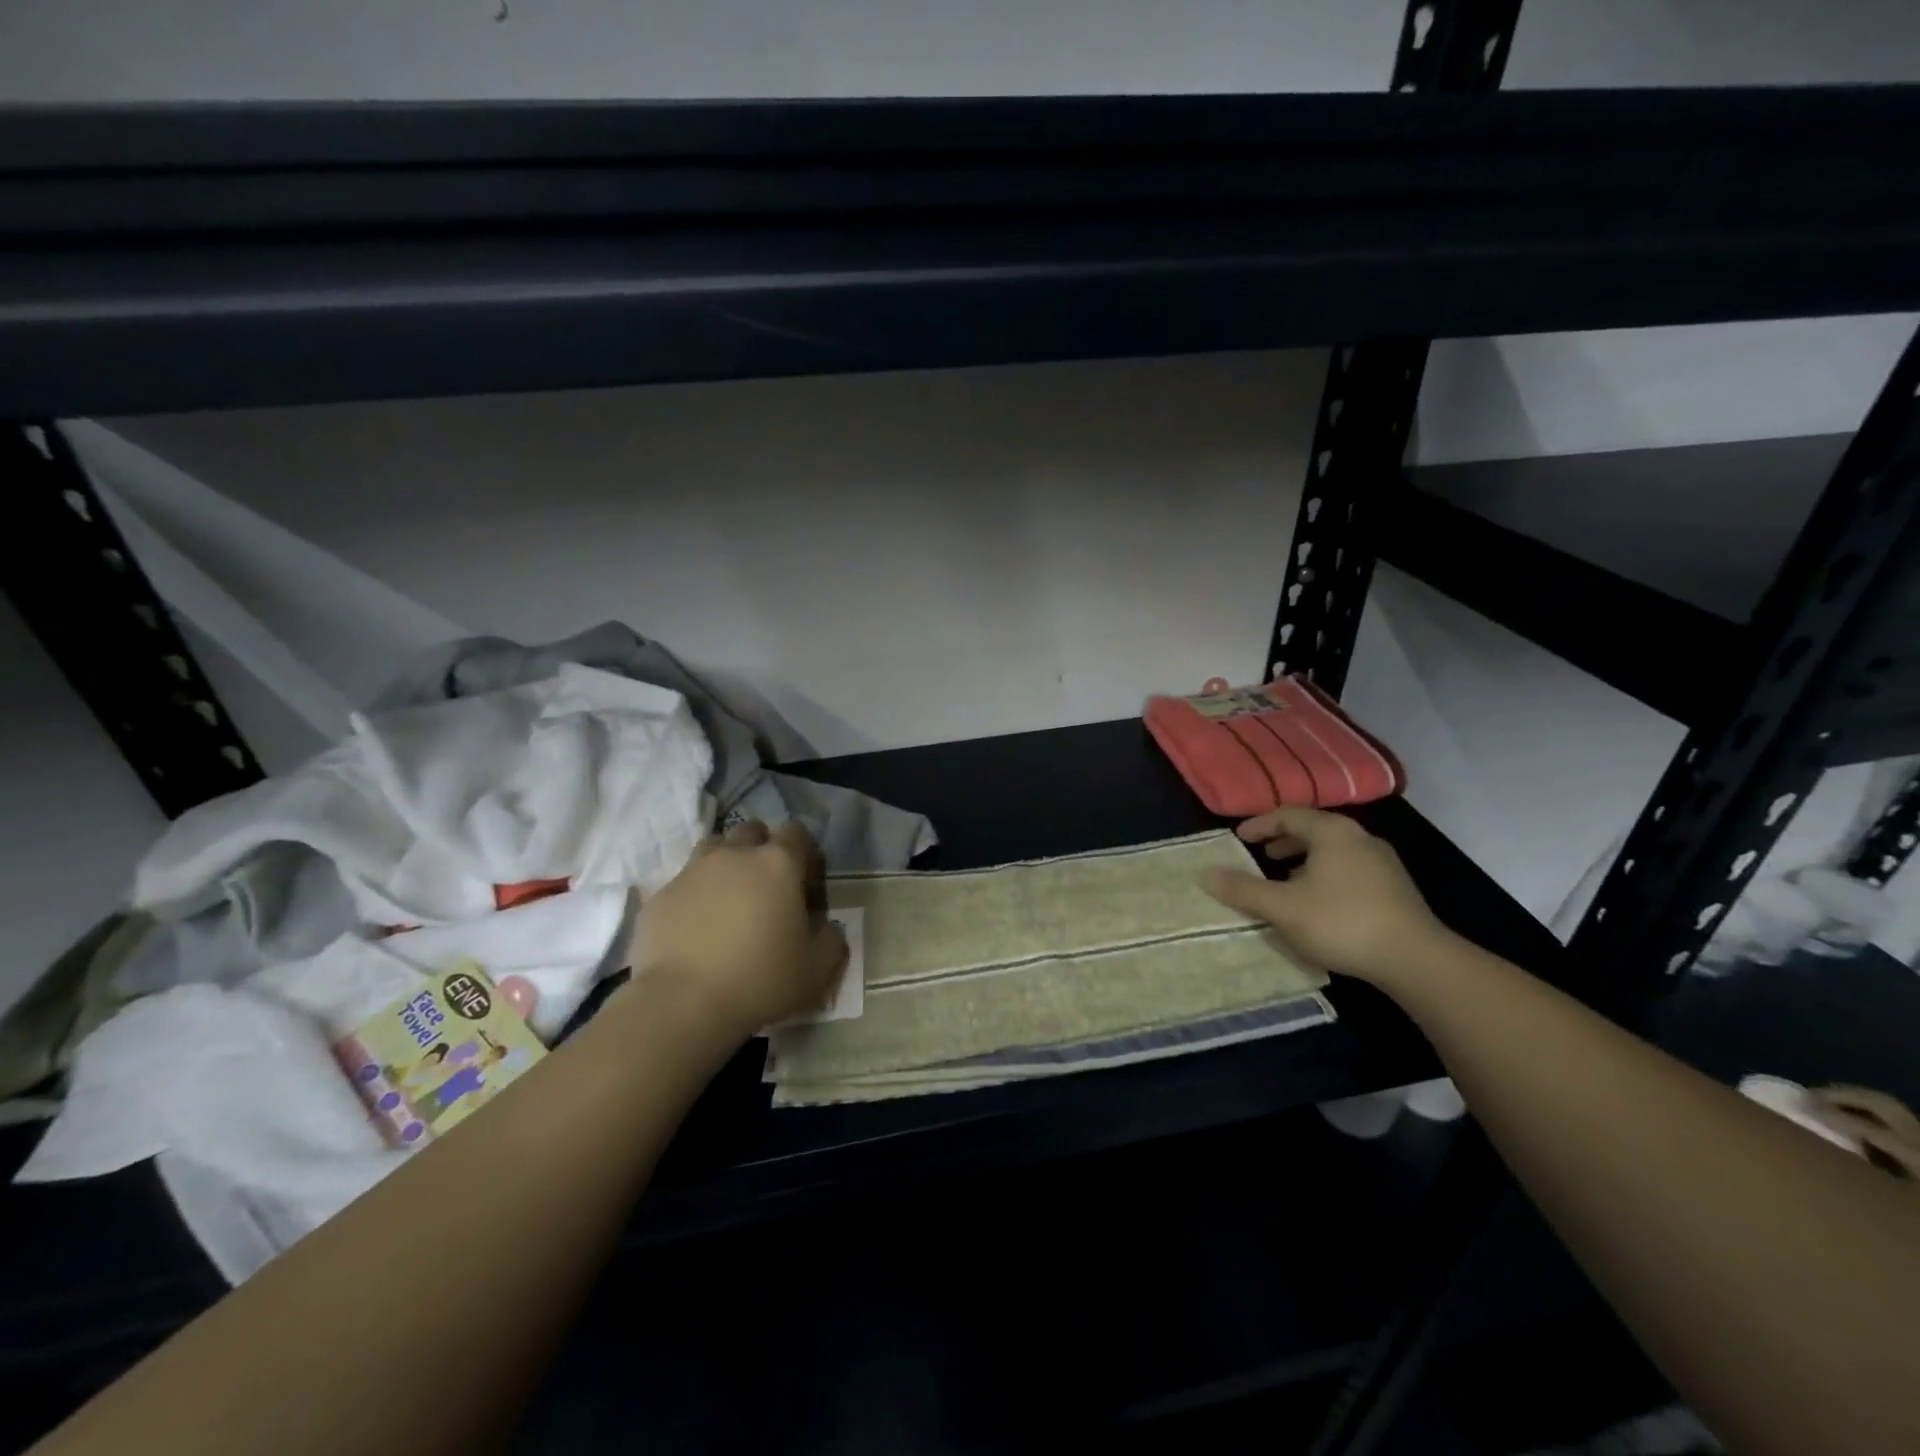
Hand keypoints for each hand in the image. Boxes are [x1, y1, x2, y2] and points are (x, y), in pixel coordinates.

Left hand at [629, 820, 847, 1038]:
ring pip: (713, 848)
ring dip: (725, 864)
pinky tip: (695, 928)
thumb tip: (827, 927)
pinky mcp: (660, 895)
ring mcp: (692, 871)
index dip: (804, 853)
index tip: (805, 883)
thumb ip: (831, 939)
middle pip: (752, 831)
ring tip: (728, 900)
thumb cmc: (760, 980)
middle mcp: (735, 855)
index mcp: (778, 864)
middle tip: (765, 887)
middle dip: (761, 849)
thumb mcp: (817, 969)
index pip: (797, 832)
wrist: (682, 1003)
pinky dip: (693, 896)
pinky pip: (683, 883)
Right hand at [1200, 805, 1450, 987]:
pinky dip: (1325, 874)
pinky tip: (1318, 902)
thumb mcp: (1282, 907)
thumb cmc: (1341, 922)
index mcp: (1332, 832)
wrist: (1415, 959)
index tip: (1239, 839)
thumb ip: (1243, 889)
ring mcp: (1382, 862)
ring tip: (1285, 880)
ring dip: (1304, 860)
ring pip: (1333, 850)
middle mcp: (1359, 837)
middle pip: (1313, 829)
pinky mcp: (1395, 888)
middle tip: (1260, 856)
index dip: (1260, 825)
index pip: (1288, 814)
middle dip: (1283, 841)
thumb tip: (1205, 874)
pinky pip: (1350, 868)